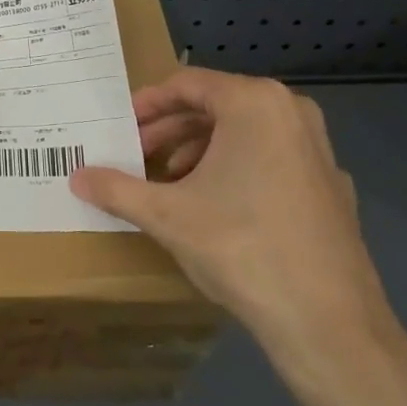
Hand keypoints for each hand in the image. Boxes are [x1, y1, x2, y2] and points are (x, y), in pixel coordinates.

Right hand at [69, 68, 405, 387]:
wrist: (327, 321)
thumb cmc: (240, 247)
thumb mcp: (166, 215)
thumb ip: (116, 189)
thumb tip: (75, 177)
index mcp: (254, 103)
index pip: (187, 84)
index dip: (147, 105)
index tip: (121, 128)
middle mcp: (292, 112)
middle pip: (217, 106)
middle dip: (171, 131)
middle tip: (138, 158)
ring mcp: (318, 149)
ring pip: (245, 133)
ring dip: (200, 151)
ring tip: (170, 184)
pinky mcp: (330, 186)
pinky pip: (272, 159)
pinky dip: (236, 170)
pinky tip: (216, 208)